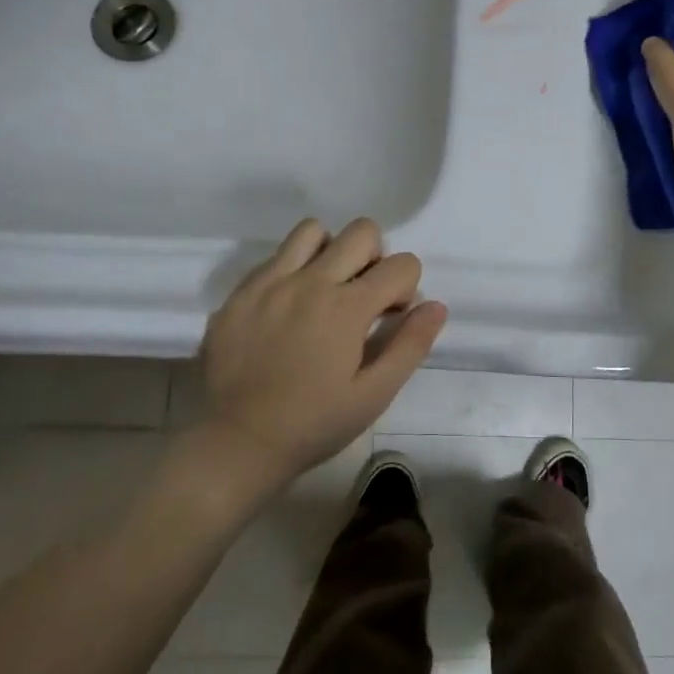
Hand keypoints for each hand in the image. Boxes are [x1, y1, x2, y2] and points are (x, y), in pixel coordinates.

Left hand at [197, 218, 446, 492]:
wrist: (237, 443)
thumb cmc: (314, 424)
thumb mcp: (374, 395)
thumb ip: (410, 346)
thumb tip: (436, 306)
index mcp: (347, 307)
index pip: (402, 264)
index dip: (406, 288)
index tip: (390, 318)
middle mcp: (310, 281)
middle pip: (362, 232)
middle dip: (375, 258)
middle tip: (362, 298)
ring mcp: (270, 282)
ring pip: (313, 230)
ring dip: (331, 252)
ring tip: (325, 290)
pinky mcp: (240, 292)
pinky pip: (275, 256)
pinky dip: (293, 269)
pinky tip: (289, 308)